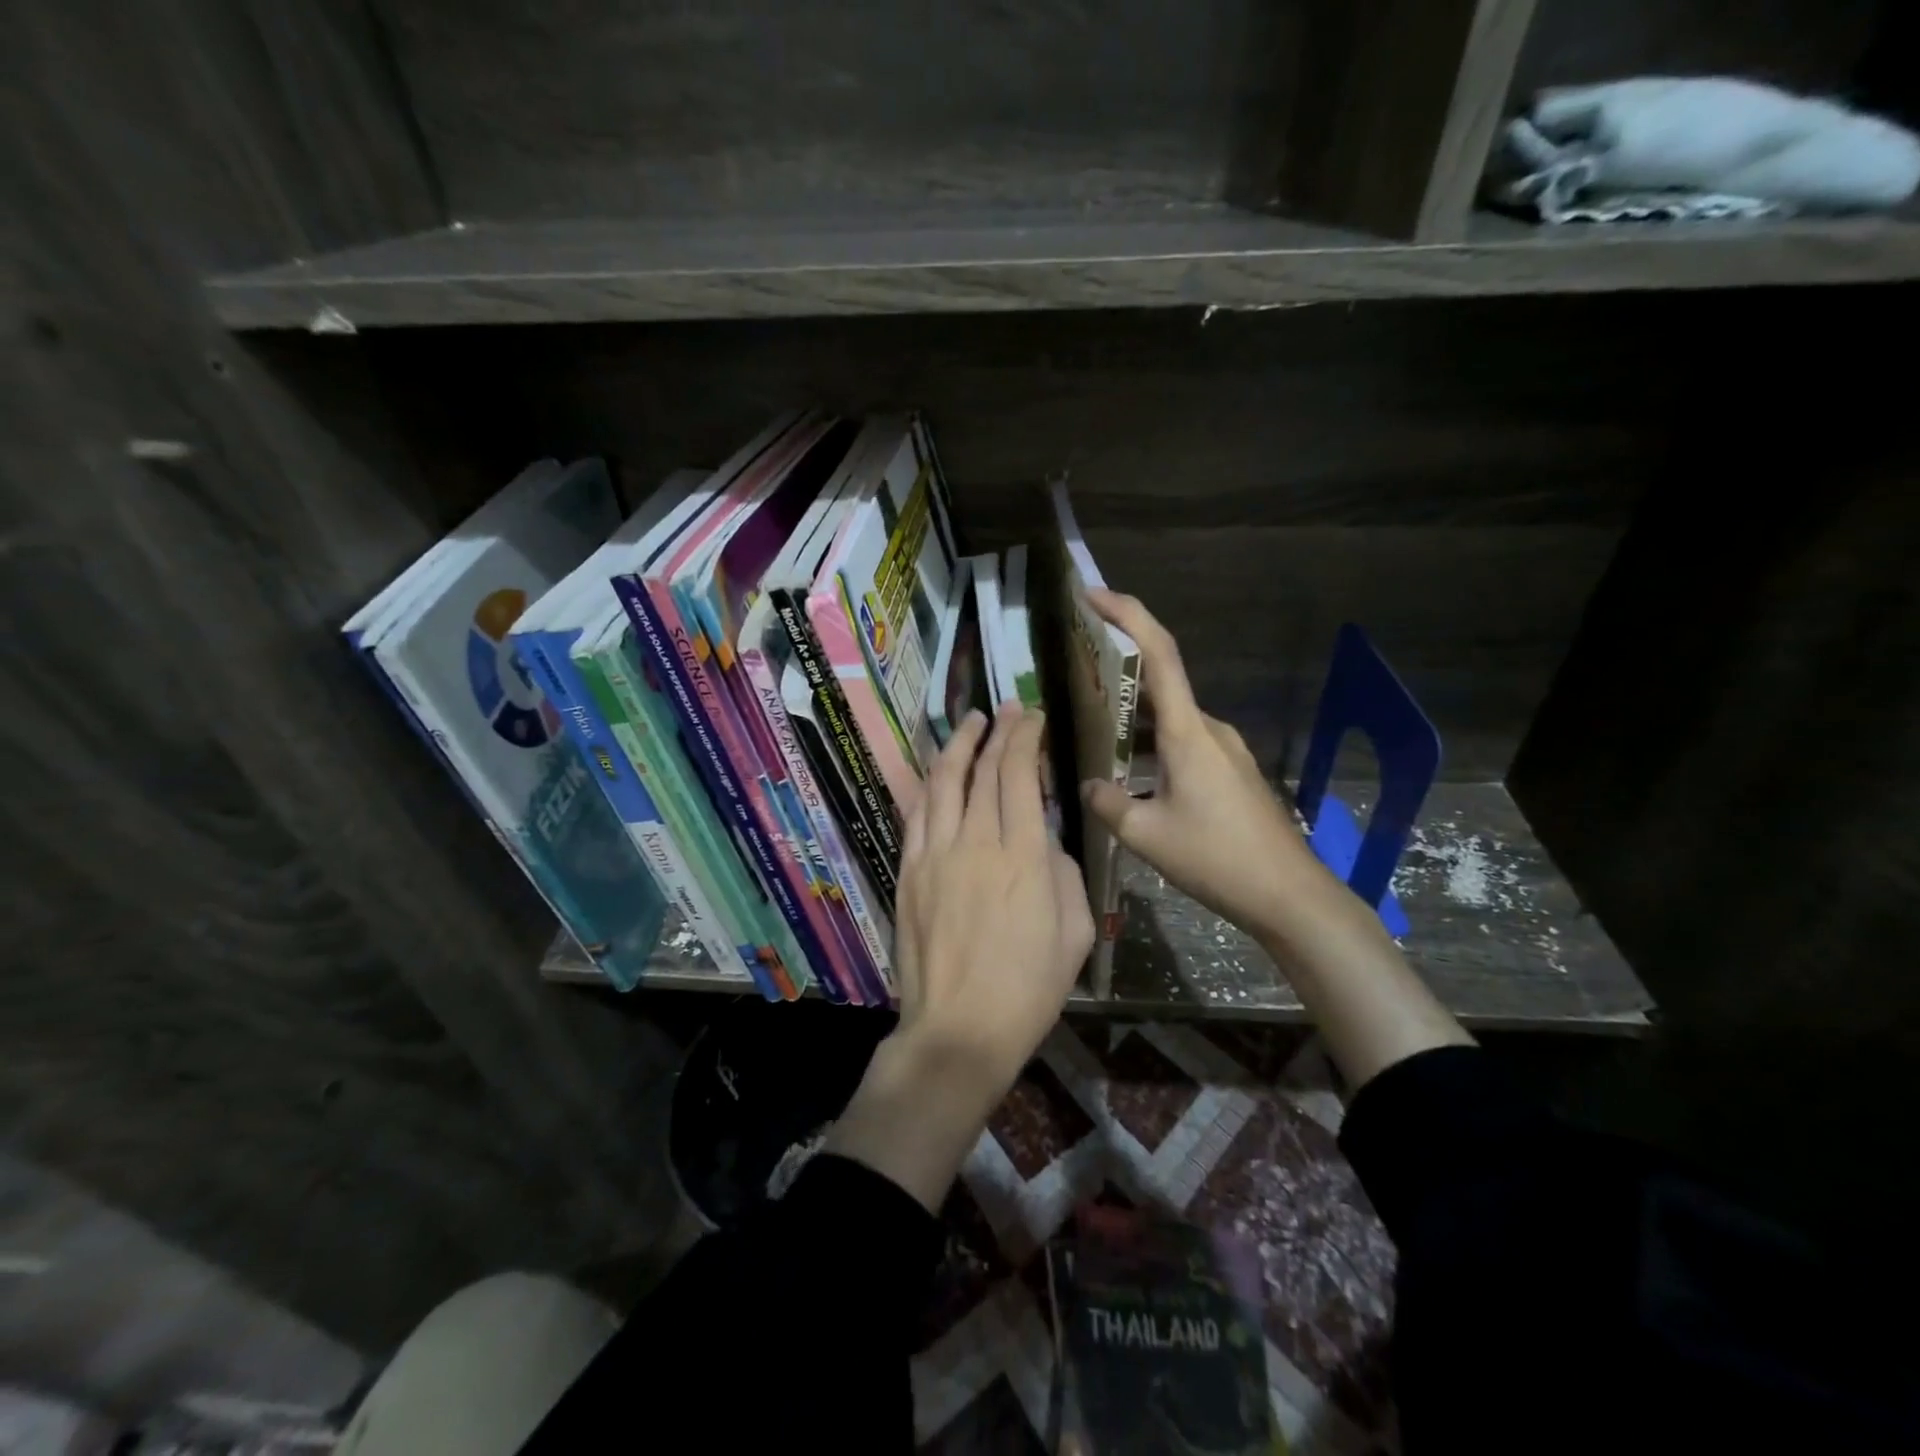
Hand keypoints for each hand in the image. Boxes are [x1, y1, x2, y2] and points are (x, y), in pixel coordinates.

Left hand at [894, 702, 1093, 1098]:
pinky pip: (917, 814)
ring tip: (971, 723)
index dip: (1025, 738)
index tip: (1032, 717)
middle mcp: (976, 843)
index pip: (1020, 776)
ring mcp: (935, 855)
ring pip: (943, 782)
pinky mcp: (909, 871)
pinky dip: (929, 784)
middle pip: (984, 770)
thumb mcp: (1076, 933)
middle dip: (998, 732)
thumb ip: (1064, 874)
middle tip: (1008, 710)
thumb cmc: (1029, 988)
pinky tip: (938, 770)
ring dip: (958, 746)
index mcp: (1024, 857)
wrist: (960, 1029)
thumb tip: (1044, 841)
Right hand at [1079, 590, 1472, 1087]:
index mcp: (1188, 731)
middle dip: (1119, 665)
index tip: (1091, 593)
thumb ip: (1108, 804)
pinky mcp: (1230, 772)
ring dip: (1133, 715)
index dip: (1127, 613)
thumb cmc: (1217, 858)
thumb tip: (1089, 786)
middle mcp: (1209, 729)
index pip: (1159, 653)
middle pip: (1161, 679)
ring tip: (1091, 726)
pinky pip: (1182, 742)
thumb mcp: (1147, 835)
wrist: (1288, 895)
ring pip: (1169, 717)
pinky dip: (1151, 743)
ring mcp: (1224, 750)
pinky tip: (1129, 772)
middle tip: (1075, 665)